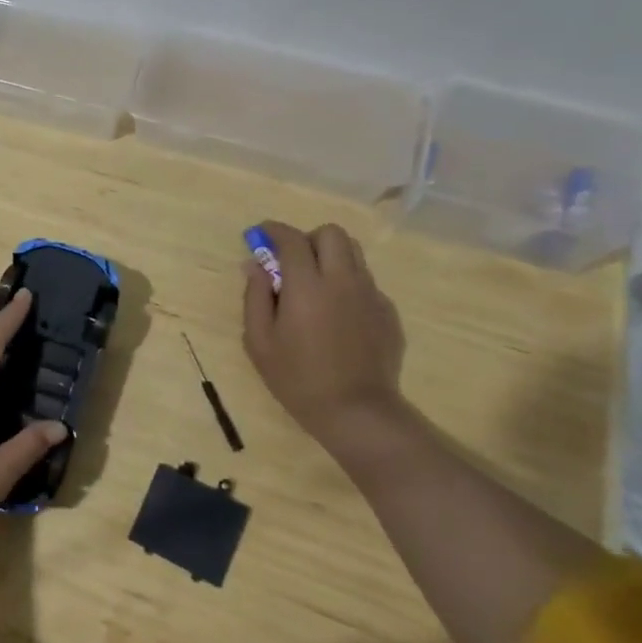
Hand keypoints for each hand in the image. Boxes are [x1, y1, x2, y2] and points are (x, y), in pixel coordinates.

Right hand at [243, 221, 406, 452]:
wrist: (357, 413)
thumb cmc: (298, 379)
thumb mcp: (259, 342)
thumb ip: (255, 296)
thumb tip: (254, 264)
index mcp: (308, 286)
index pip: (292, 239)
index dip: (273, 230)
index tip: (260, 234)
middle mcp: (343, 280)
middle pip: (331, 234)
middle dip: (308, 239)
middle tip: (292, 262)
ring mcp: (370, 295)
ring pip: (354, 253)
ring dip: (331, 257)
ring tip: (315, 285)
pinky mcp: (388, 312)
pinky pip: (366, 282)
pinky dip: (347, 285)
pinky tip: (337, 316)